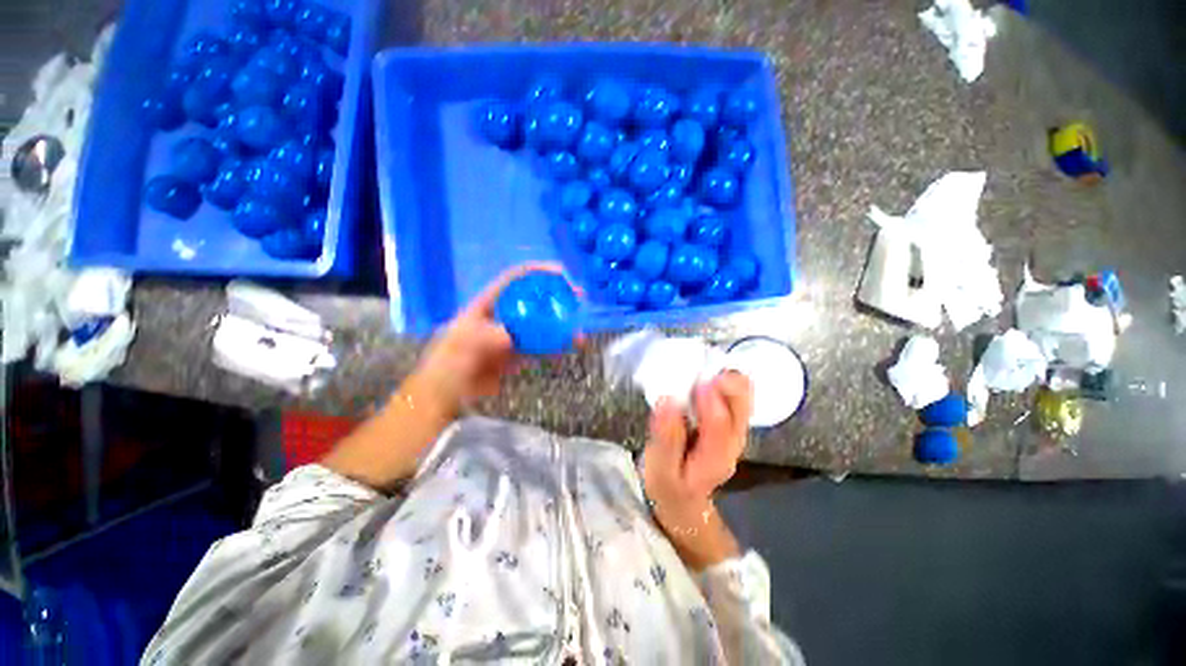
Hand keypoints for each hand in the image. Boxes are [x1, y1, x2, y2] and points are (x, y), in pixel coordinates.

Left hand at [411, 263, 564, 417]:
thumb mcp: (460, 346)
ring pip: (541, 325)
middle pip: (534, 300)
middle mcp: (504, 316)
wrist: (448, 395)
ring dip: (562, 326)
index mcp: (488, 304)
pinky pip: (541, 347)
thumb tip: (510, 337)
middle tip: (578, 298)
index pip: (514, 280)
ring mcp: (513, 335)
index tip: (561, 273)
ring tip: (580, 331)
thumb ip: (483, 339)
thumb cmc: (447, 364)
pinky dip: (556, 347)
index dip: (537, 272)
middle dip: (557, 297)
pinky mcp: (518, 354)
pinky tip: (568, 348)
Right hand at [642, 371, 752, 568]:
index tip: (696, 383)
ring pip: (743, 396)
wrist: (685, 498)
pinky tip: (704, 372)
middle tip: (704, 367)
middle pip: (743, 406)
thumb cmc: (670, 484)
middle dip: (728, 382)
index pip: (721, 427)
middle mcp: (734, 441)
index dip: (711, 402)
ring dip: (727, 377)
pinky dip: (722, 379)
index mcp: (716, 458)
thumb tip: (667, 401)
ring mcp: (735, 429)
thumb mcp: (661, 470)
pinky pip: (734, 394)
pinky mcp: (729, 420)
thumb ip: (666, 439)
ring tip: (704, 364)